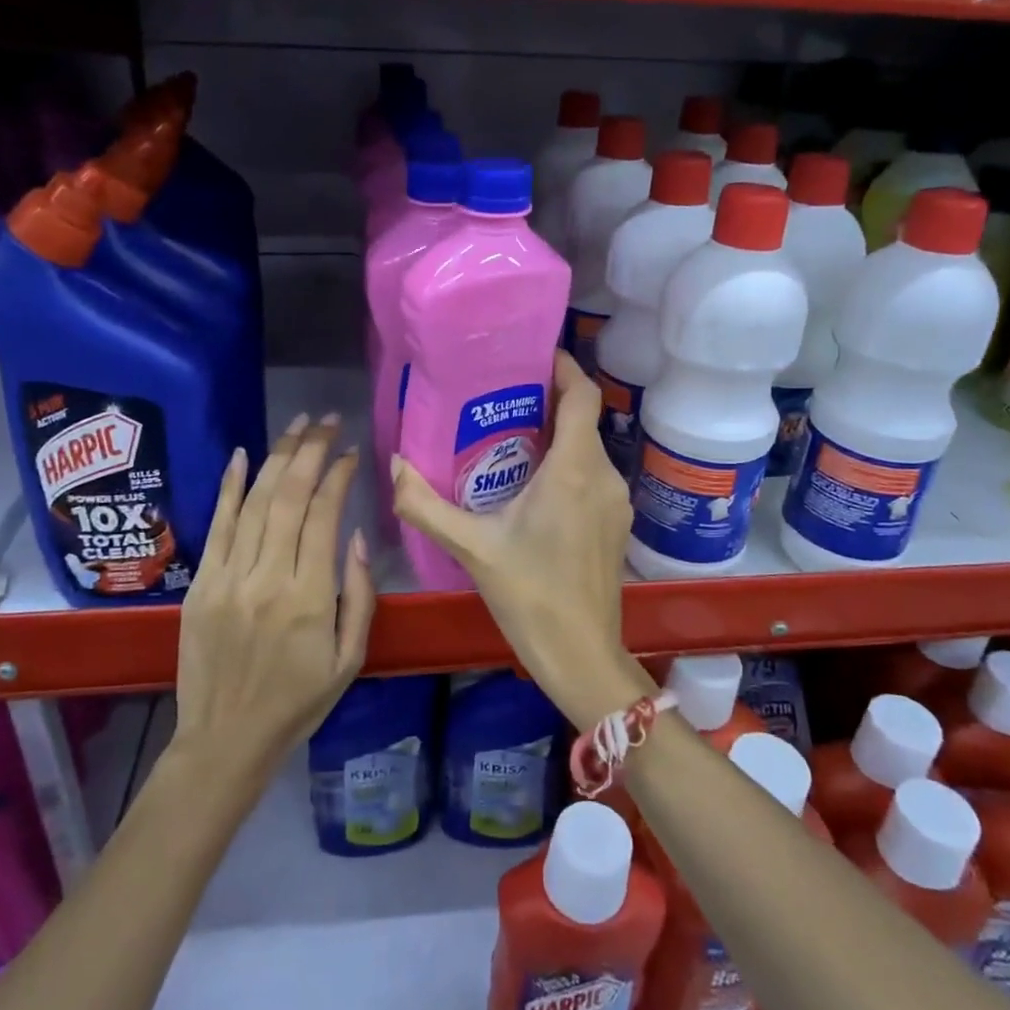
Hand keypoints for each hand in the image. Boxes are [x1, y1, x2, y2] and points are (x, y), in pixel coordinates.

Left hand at [172, 415, 375, 779]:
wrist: (225, 740)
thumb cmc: (298, 702)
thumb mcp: (350, 659)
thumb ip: (360, 595)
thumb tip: (357, 535)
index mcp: (310, 598)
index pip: (325, 516)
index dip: (338, 475)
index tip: (350, 452)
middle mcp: (268, 577)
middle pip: (290, 497)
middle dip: (310, 451)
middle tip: (326, 420)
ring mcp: (228, 578)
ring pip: (256, 502)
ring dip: (277, 457)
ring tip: (296, 425)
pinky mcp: (201, 584)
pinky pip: (217, 526)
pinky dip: (230, 487)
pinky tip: (244, 455)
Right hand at [392, 352, 649, 728]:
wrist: (580, 654)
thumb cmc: (530, 595)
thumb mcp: (471, 548)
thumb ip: (425, 505)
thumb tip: (395, 465)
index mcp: (574, 469)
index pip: (583, 395)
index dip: (564, 367)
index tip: (532, 355)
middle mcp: (603, 475)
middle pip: (583, 419)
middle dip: (547, 401)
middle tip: (501, 397)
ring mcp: (615, 501)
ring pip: (587, 449)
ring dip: (556, 435)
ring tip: (509, 437)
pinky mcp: (615, 523)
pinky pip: (591, 475)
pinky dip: (566, 464)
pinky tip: (532, 484)